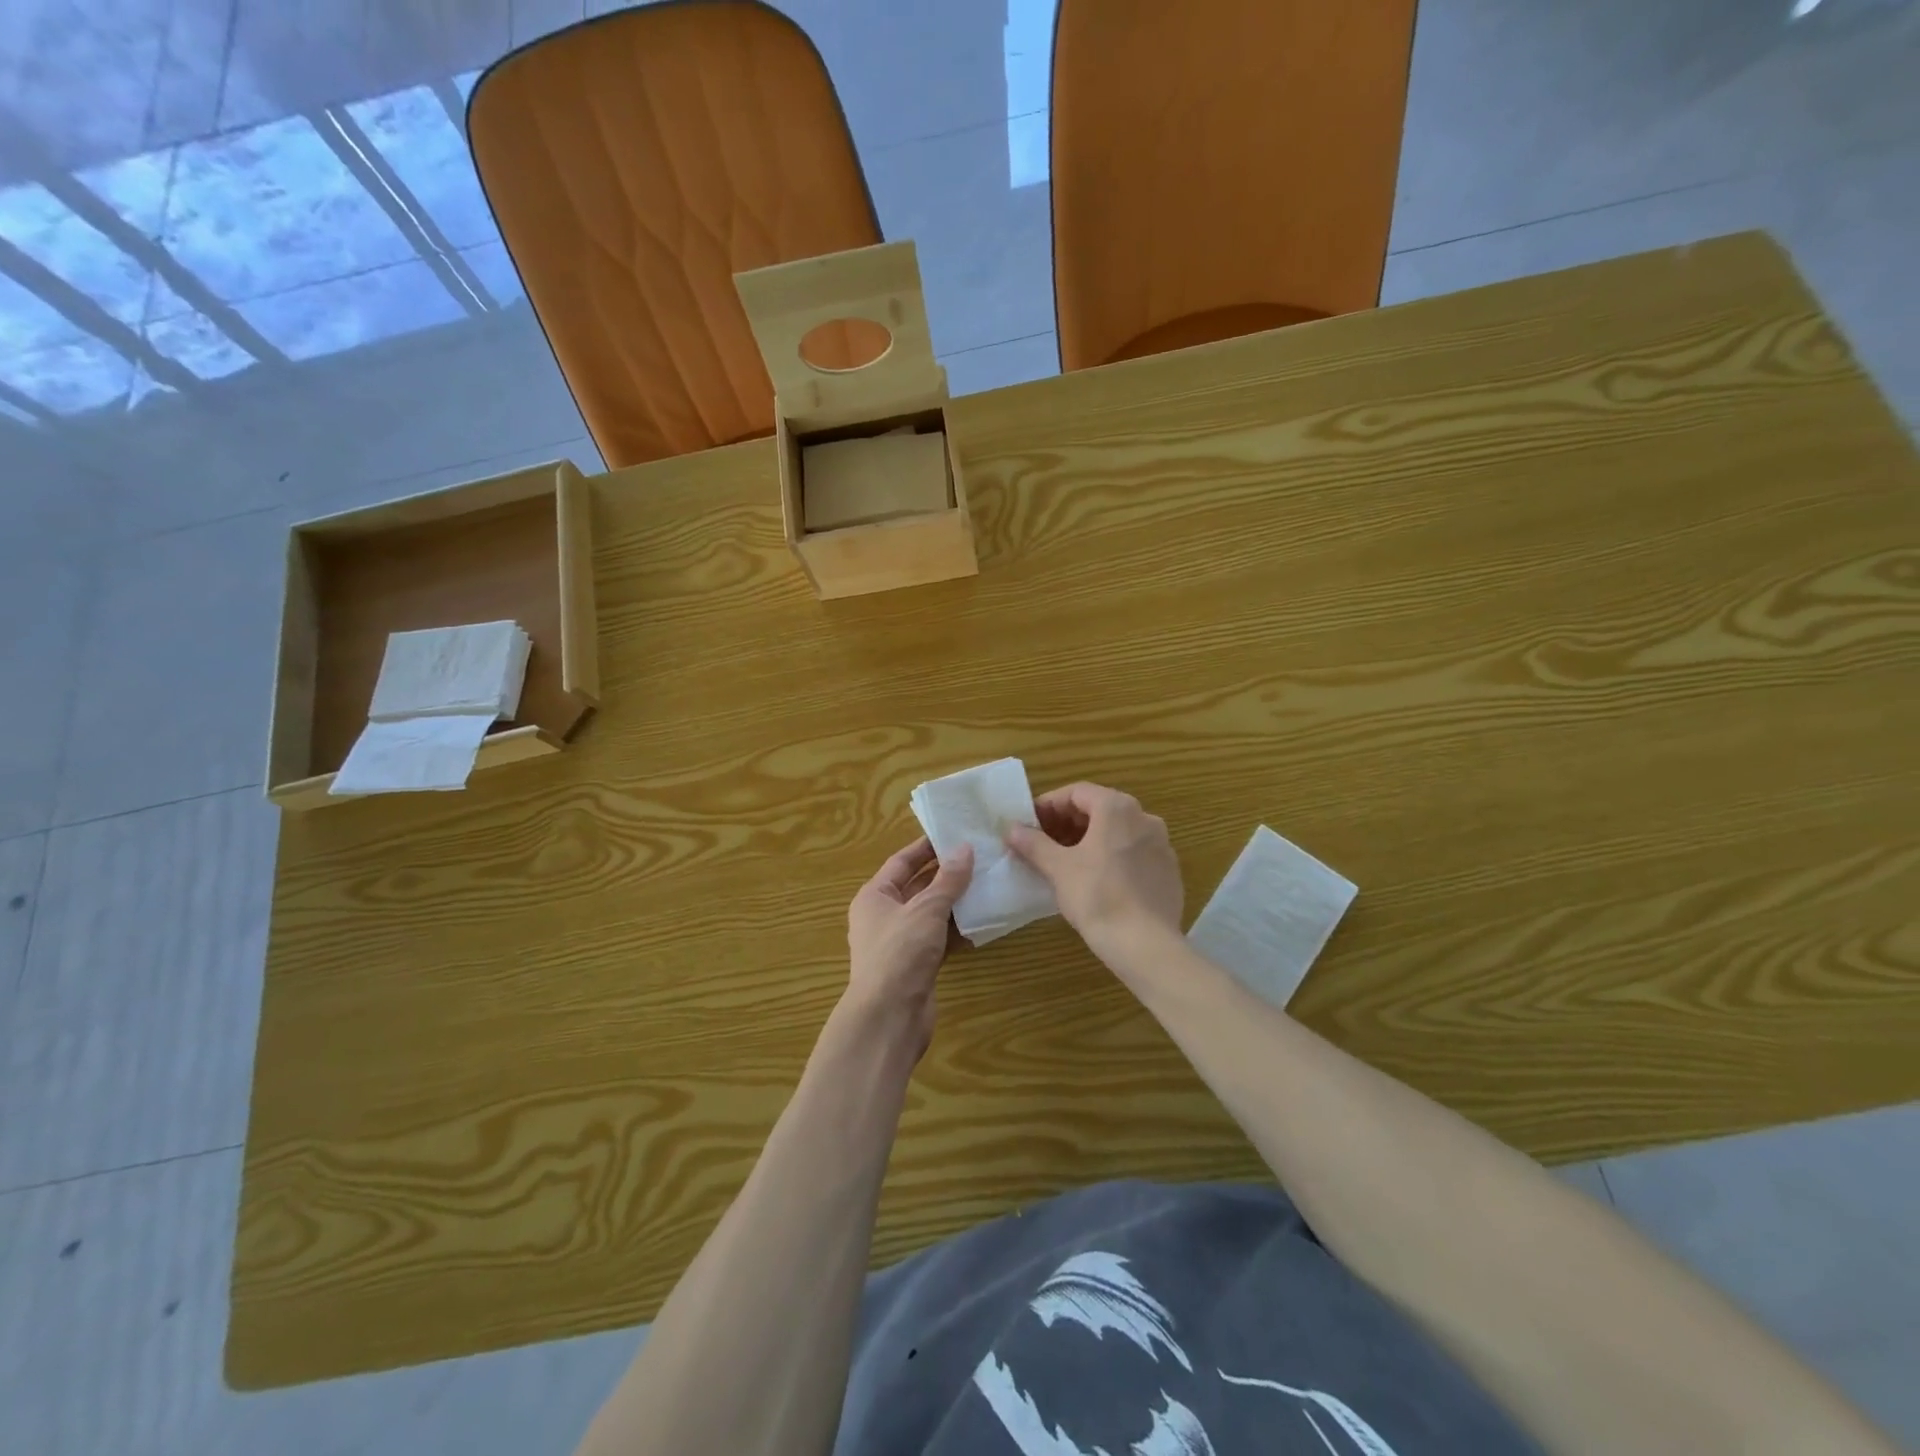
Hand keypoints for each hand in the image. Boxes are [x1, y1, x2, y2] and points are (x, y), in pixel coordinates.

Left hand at [845, 838, 972, 1053]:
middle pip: (917, 886)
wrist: (889, 1018)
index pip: (901, 862)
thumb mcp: (926, 910)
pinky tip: (982, 919)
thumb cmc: (900, 953)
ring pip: (931, 913)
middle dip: (946, 874)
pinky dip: (957, 928)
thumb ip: (947, 880)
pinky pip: (939, 937)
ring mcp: (900, 942)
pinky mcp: (917, 964)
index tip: (954, 834)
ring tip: (987, 882)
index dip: (926, 847)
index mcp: (874, 896)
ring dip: (955, 901)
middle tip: (979, 856)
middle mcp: (884, 916)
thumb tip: (965, 849)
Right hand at [1006, 783, 1182, 960]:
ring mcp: (1161, 844)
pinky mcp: (1169, 871)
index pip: (1077, 792)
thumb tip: (1012, 829)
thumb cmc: (1096, 896)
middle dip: (1068, 822)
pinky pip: (1134, 853)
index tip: (1030, 824)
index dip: (1049, 805)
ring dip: (1090, 839)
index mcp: (1117, 808)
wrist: (1145, 944)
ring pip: (1118, 831)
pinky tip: (1097, 880)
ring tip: (1066, 862)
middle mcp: (1144, 817)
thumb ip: (1033, 843)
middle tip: (1044, 842)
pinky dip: (1112, 856)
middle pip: (1100, 809)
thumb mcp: (1058, 868)